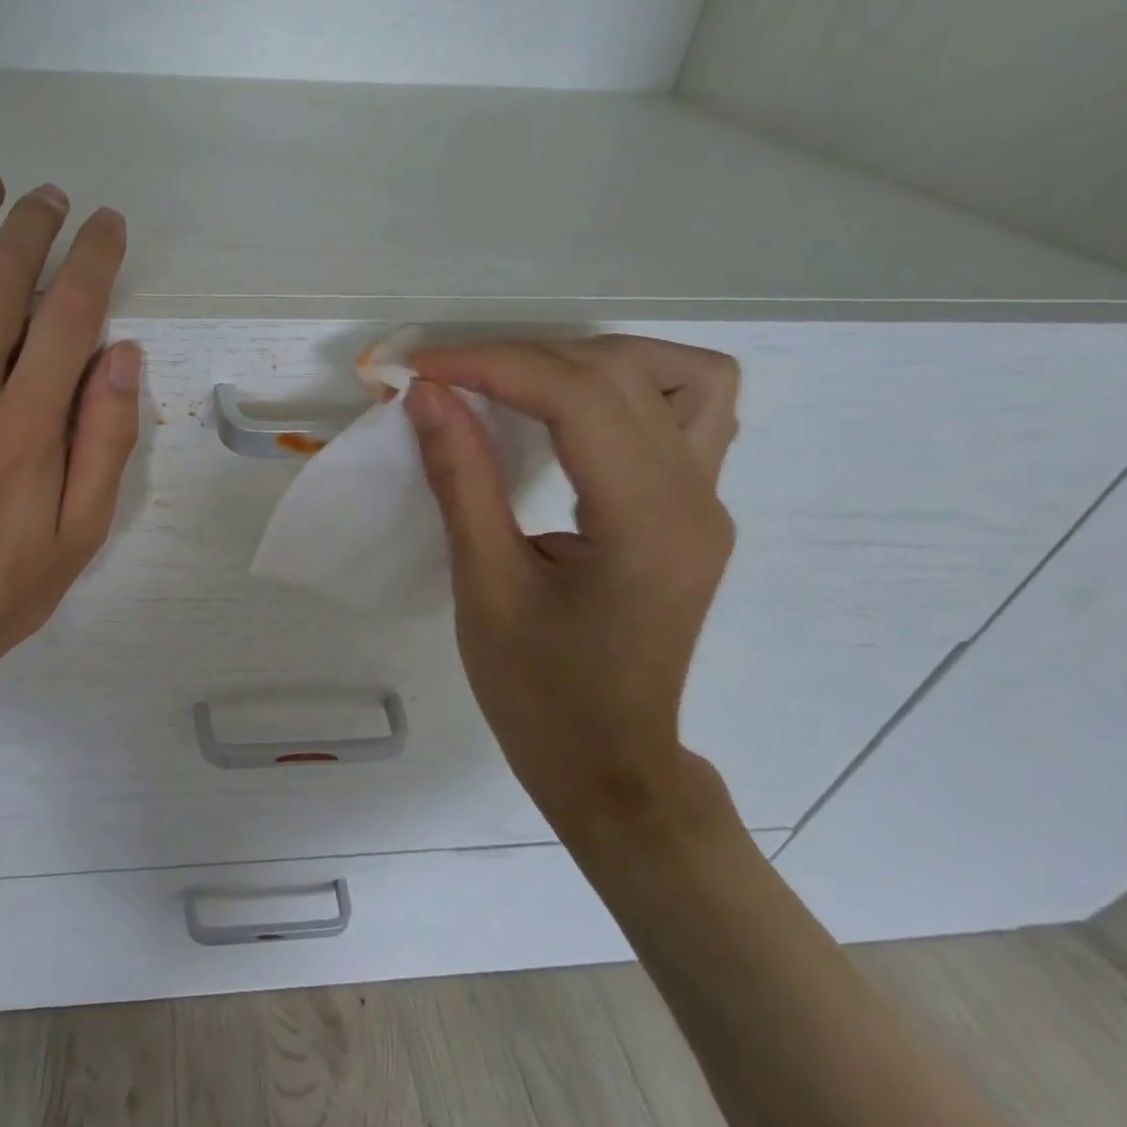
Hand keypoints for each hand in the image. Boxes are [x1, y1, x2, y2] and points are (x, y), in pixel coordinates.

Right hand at [402, 336, 740, 841]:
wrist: (611, 768)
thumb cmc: (538, 694)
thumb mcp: (484, 587)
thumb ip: (461, 479)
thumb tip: (427, 396)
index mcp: (644, 522)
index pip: (577, 396)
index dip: (491, 365)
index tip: (418, 368)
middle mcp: (694, 497)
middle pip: (620, 373)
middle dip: (521, 358)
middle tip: (447, 380)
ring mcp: (707, 502)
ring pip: (679, 375)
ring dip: (589, 360)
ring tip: (518, 384)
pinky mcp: (695, 511)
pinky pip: (687, 411)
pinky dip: (627, 389)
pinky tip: (573, 414)